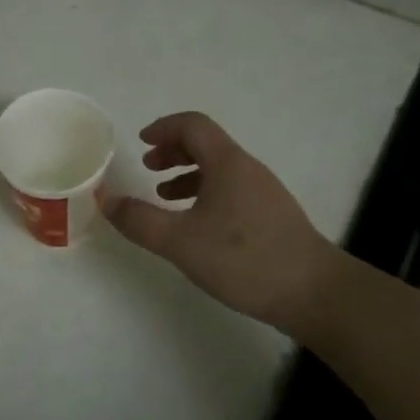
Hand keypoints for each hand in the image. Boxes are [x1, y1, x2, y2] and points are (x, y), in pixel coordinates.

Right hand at [102, 112, 341, 330]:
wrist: (315, 293)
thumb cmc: (244, 259)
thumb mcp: (180, 242)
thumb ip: (139, 220)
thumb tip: (105, 197)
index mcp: (227, 163)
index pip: (193, 125)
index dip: (164, 127)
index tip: (141, 142)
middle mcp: (247, 169)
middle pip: (207, 144)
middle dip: (173, 151)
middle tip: (149, 168)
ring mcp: (264, 193)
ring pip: (219, 169)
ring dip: (188, 174)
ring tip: (165, 198)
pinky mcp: (272, 216)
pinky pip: (232, 190)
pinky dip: (206, 194)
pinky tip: (198, 225)